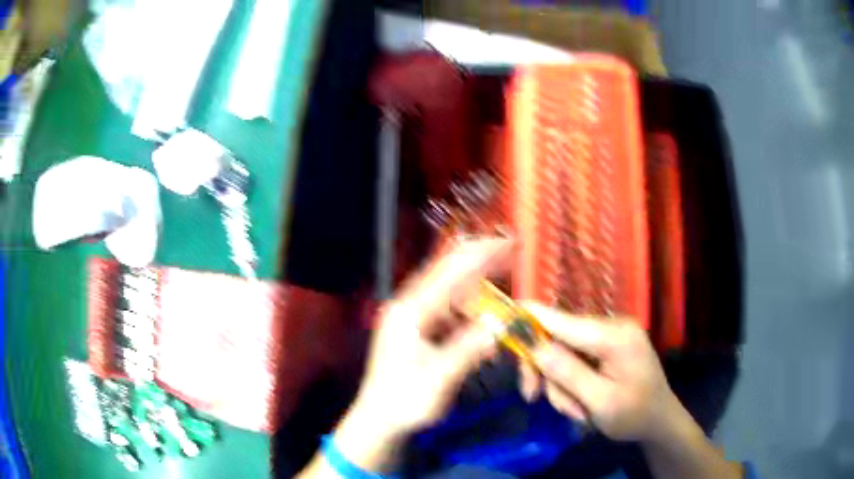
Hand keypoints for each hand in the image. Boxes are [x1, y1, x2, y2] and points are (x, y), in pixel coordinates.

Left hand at [333, 238, 511, 471]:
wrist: (379, 418)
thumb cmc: (405, 400)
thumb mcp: (439, 378)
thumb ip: (469, 348)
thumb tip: (499, 322)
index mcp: (411, 311)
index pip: (450, 272)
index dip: (481, 254)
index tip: (508, 242)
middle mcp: (411, 306)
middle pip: (450, 273)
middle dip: (481, 262)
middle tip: (511, 252)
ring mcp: (414, 318)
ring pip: (453, 294)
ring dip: (479, 295)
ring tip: (504, 297)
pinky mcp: (420, 330)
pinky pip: (451, 314)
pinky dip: (471, 317)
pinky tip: (485, 328)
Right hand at [519, 304, 677, 441]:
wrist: (659, 421)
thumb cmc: (634, 415)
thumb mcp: (600, 402)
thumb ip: (567, 373)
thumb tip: (533, 346)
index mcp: (614, 335)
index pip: (562, 320)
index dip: (529, 318)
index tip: (500, 319)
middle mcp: (611, 326)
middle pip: (558, 338)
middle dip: (544, 370)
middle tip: (531, 398)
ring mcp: (609, 336)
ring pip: (562, 353)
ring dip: (560, 384)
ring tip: (577, 410)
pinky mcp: (606, 348)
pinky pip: (574, 359)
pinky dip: (569, 382)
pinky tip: (581, 402)